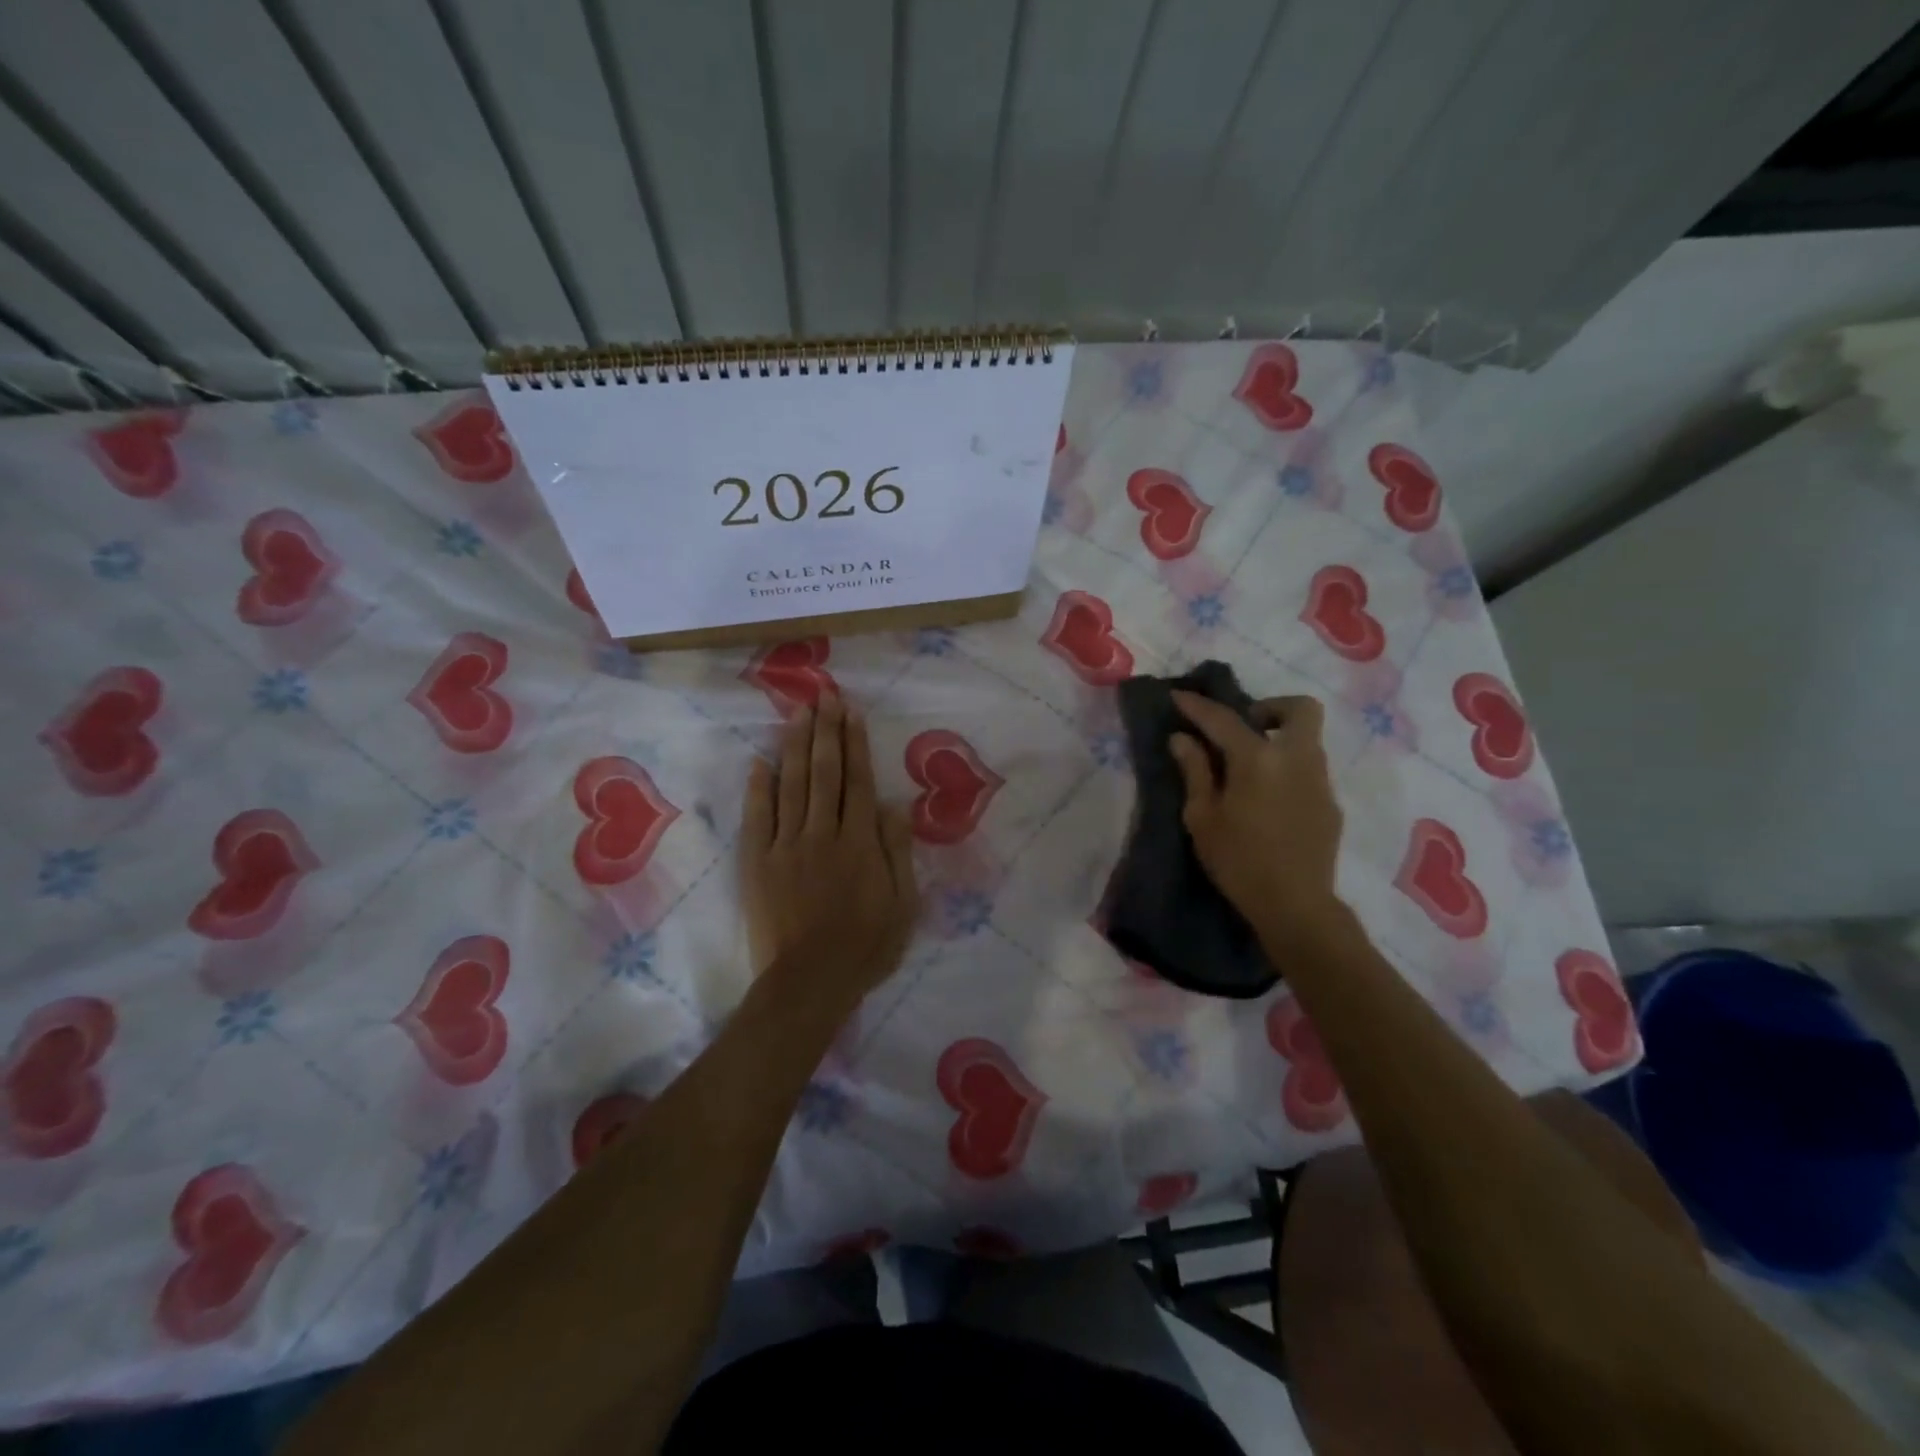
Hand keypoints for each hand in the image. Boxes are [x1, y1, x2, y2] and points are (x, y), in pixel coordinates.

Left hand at [740, 692, 918, 1007]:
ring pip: (791, 786)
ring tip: (797, 712)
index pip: (858, 782)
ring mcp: (786, 846)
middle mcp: (822, 834)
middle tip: (824, 695)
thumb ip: (898, 852)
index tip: (851, 712)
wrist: (810, 982)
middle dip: (825, 731)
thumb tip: (895, 805)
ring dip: (794, 746)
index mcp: (859, 842)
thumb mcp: (903, 904)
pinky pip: (757, 818)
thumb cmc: (866, 946)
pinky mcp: (758, 863)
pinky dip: (758, 788)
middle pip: (824, 773)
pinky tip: (760, 761)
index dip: (855, 744)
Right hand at [1168, 690, 1344, 947]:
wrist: (1295, 906)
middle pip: (1299, 709)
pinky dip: (1288, 768)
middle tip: (1242, 728)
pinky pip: (1309, 769)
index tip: (1178, 696)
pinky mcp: (1330, 803)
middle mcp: (1297, 758)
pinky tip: (1268, 799)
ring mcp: (1320, 780)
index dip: (1197, 705)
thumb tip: (1182, 738)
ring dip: (1279, 738)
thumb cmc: (1238, 861)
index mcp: (1258, 758)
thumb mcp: (1202, 816)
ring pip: (1307, 738)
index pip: (1224, 718)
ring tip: (1249, 767)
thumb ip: (1194, 770)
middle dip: (1270, 708)